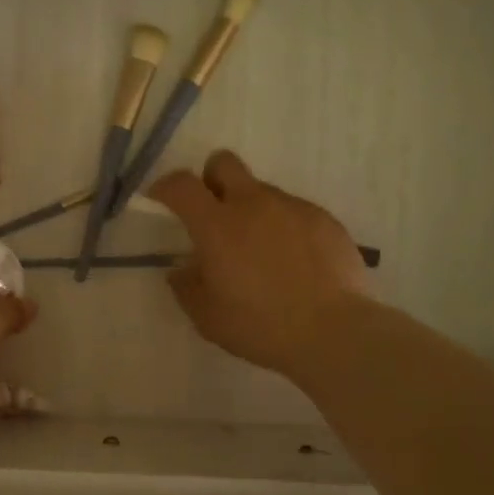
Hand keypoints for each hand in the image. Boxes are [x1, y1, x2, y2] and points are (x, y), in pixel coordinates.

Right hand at [149, 150, 372, 380]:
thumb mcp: (207, 317)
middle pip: (224, 163)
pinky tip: (293, 262)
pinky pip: (293, 212)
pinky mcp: (324, 219)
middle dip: (211, 179)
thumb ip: (187, 287)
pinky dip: (284, 228)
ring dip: (251, 211)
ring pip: (261, 191)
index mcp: (216, 225)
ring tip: (261, 253)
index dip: (166, 186)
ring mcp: (292, 208)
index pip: (181, 185)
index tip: (161, 199)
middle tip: (213, 213)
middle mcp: (253, 204)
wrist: (333, 331)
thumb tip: (182, 270)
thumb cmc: (259, 325)